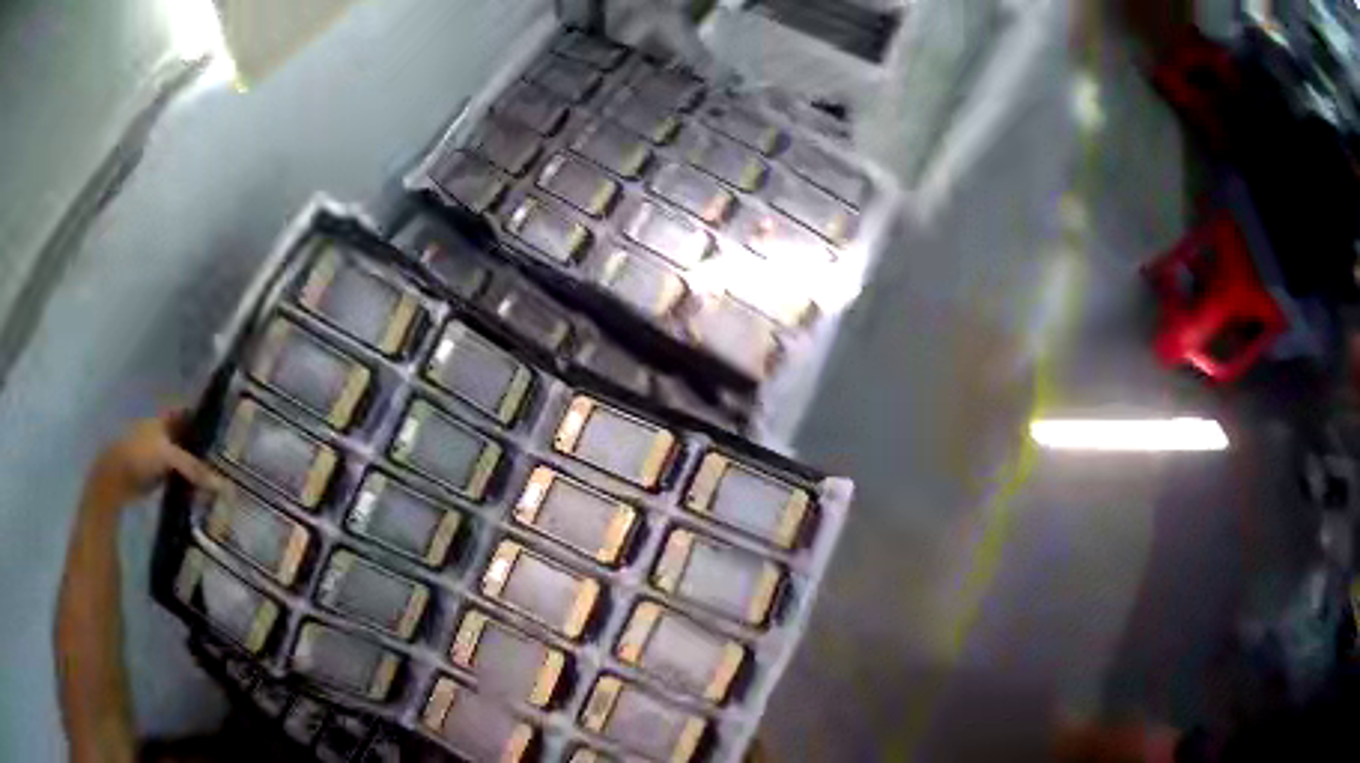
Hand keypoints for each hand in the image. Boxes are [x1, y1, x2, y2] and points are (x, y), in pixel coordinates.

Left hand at [87, 410, 220, 508]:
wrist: (116, 477)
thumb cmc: (140, 455)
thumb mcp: (168, 457)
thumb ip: (193, 468)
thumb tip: (222, 484)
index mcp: (164, 418)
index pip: (187, 413)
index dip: (202, 417)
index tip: (222, 428)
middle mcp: (162, 432)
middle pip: (186, 435)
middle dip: (201, 444)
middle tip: (222, 457)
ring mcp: (158, 453)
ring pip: (181, 456)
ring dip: (194, 465)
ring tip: (214, 475)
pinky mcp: (156, 473)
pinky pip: (176, 474)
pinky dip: (186, 479)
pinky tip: (197, 489)